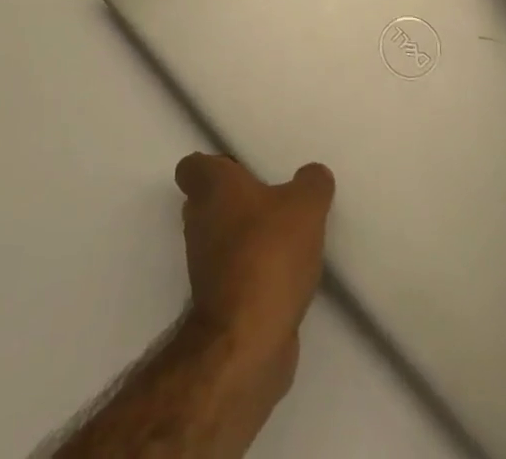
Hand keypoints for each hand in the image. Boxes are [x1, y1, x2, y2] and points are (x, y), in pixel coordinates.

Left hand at [175, 154, 333, 369]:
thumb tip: (313, 175)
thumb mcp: (306, 206)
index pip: (192, 166)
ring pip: (219, 238)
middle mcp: (198, 221)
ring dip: (245, 237)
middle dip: (234, 200)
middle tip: (271, 199)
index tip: (242, 168)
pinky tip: (284, 274)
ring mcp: (203, 265)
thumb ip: (312, 183)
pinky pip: (233, 273)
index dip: (213, 164)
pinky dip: (252, 271)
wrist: (247, 340)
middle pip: (206, 201)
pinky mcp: (216, 303)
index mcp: (211, 187)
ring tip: (285, 236)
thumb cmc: (269, 253)